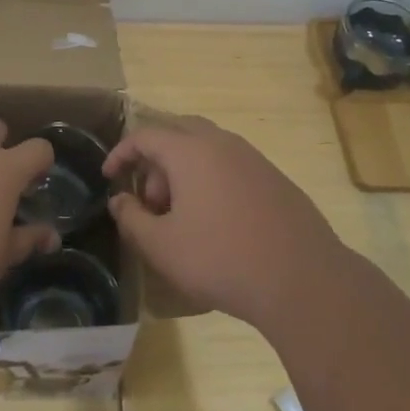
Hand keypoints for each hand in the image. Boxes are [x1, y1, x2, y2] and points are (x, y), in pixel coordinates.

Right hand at [104, 114, 344, 333]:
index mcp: (191, 151)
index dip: (121, 153)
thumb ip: (131, 218)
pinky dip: (211, 180)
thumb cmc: (220, 258)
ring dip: (184, 171)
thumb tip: (119, 200)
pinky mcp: (274, 178)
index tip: (108, 176)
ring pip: (207, 148)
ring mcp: (253, 158)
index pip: (145, 135)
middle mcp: (222, 143)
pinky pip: (231, 165)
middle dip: (156, 160)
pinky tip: (215, 221)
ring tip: (180, 215)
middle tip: (149, 199)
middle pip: (178, 133)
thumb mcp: (162, 246)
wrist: (301, 278)